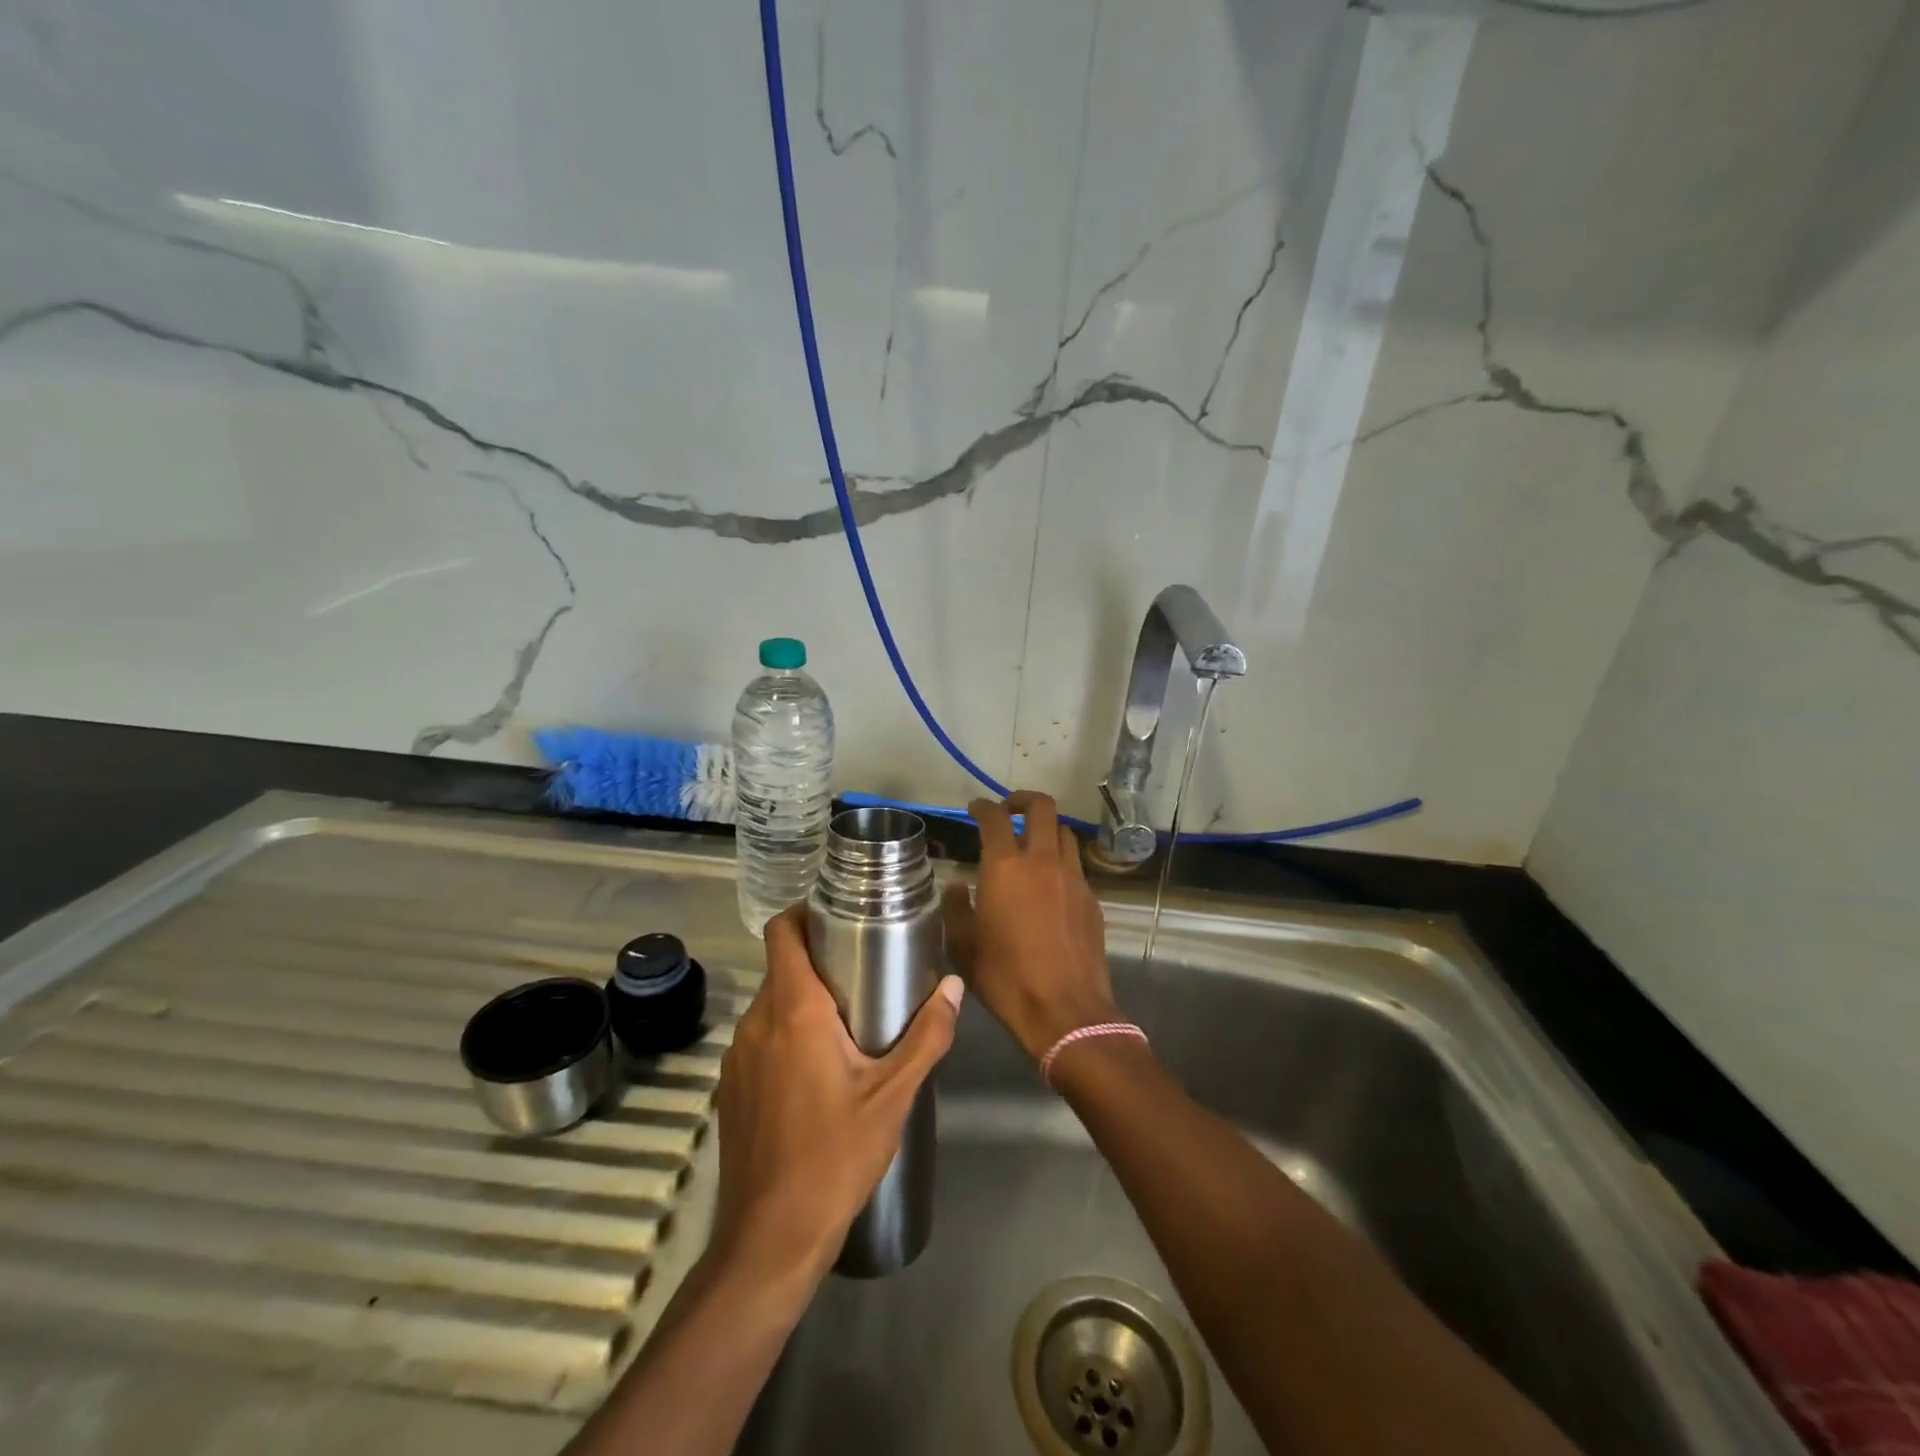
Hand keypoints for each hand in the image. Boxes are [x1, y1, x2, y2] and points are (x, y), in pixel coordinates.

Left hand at [712, 904, 963, 1283]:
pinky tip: (818, 1069)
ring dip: (804, 1001)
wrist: (770, 1237)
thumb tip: (954, 986)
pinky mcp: (732, 1087)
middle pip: (782, 967)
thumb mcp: (893, 1095)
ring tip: (848, 1019)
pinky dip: (786, 1034)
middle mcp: (758, 1022)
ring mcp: (738, 1056)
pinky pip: (761, 1039)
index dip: (803, 911)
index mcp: (794, 1010)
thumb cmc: (835, 1156)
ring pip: (772, 1004)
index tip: (837, 912)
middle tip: (863, 969)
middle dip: (819, 959)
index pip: (781, 932)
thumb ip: (927, 1036)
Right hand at [944, 792, 1117, 1062]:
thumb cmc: (1006, 979)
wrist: (1066, 1011)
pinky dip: (1061, 860)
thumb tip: (956, 886)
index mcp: (1006, 867)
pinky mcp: (1092, 898)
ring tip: (1033, 843)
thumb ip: (956, 909)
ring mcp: (1073, 878)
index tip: (975, 808)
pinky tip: (1051, 883)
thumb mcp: (965, 947)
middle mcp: (1043, 861)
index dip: (982, 806)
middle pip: (1042, 807)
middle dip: (1023, 799)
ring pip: (1064, 832)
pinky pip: (1076, 864)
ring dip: (1046, 828)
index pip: (995, 817)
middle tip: (1009, 809)